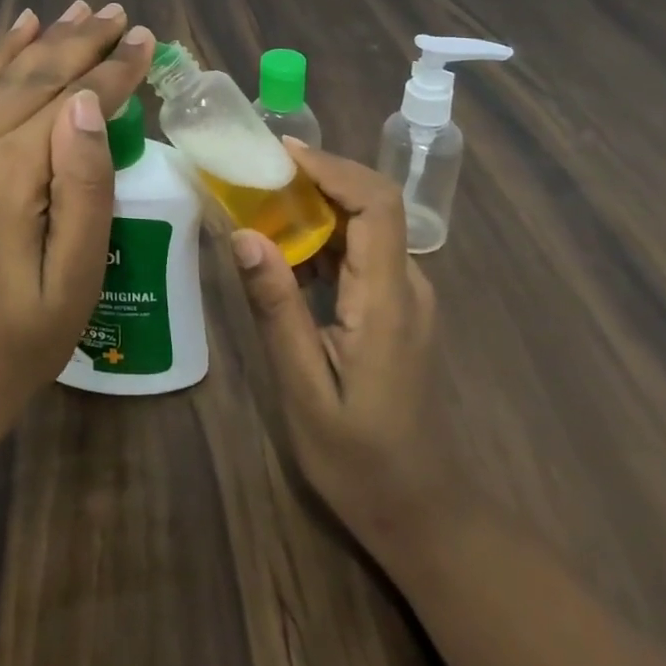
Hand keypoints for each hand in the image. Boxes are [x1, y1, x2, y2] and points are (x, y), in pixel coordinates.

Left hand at [0, 1, 155, 447]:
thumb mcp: (73, 281)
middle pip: (32, 77)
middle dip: (81, 43)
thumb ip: (85, 185)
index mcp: (1, 179)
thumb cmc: (14, 345)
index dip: (113, 70)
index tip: (146, 37)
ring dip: (42, 41)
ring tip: (79, 10)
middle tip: (119, 13)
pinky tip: (20, 32)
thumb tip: (91, 102)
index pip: (69, 102)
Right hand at [231, 140, 453, 557]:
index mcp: (388, 300)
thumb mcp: (305, 390)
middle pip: (371, 203)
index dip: (332, 168)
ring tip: (259, 200)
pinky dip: (320, 234)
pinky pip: (359, 249)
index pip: (377, 205)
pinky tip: (283, 248)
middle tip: (257, 172)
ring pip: (364, 222)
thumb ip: (277, 309)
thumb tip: (244, 234)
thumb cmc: (360, 459)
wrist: (420, 511)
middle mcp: (406, 284)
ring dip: (315, 203)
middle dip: (316, 177)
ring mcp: (404, 294)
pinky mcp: (394, 304)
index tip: (281, 154)